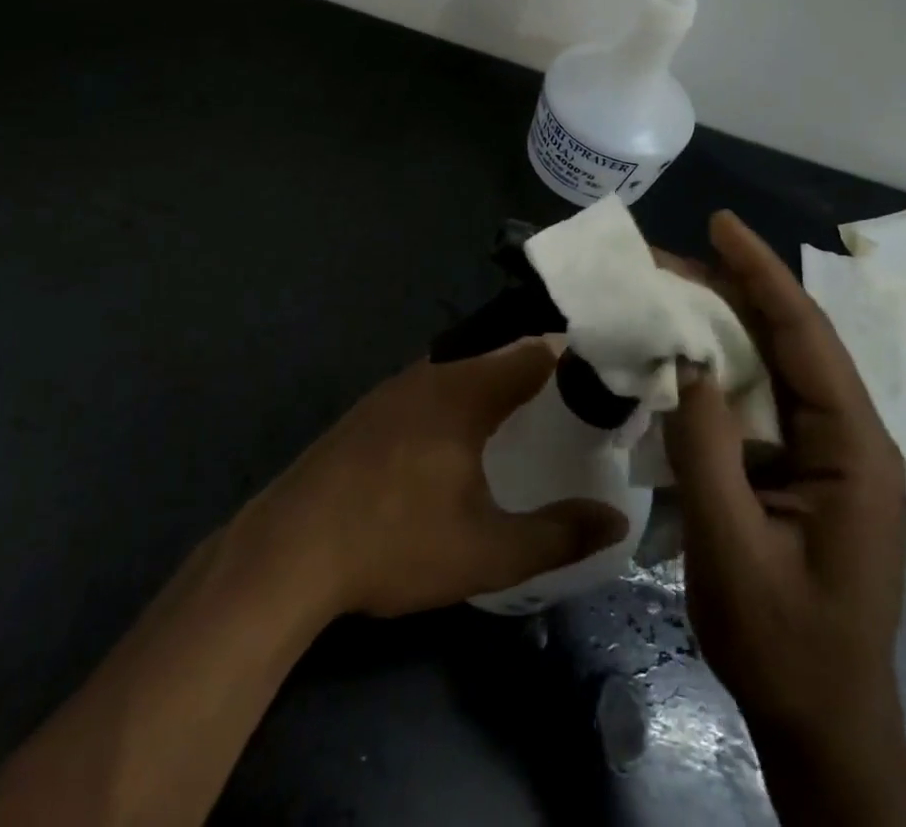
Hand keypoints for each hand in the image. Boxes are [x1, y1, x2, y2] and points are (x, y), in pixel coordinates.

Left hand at [243, 338, 629, 618]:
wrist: (290, 549)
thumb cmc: (396, 543)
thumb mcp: (486, 552)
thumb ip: (557, 535)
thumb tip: (615, 522)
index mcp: (465, 393)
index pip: (533, 353)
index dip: (572, 360)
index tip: (602, 380)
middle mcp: (431, 375)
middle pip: (497, 356)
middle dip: (536, 373)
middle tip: (571, 404)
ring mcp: (393, 389)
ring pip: (460, 370)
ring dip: (494, 385)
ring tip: (525, 416)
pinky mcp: (369, 410)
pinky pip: (430, 386)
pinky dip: (460, 397)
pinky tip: (460, 436)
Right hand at [664, 212, 905, 826]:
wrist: (822, 726)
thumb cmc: (785, 644)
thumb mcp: (733, 549)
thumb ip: (707, 448)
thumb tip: (684, 361)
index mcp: (852, 447)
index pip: (804, 335)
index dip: (760, 273)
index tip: (720, 224)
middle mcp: (847, 434)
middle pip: (788, 338)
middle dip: (731, 289)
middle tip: (667, 258)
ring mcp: (825, 450)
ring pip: (771, 362)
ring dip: (720, 323)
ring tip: (667, 290)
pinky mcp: (799, 465)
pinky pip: (758, 397)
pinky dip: (717, 367)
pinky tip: (681, 355)